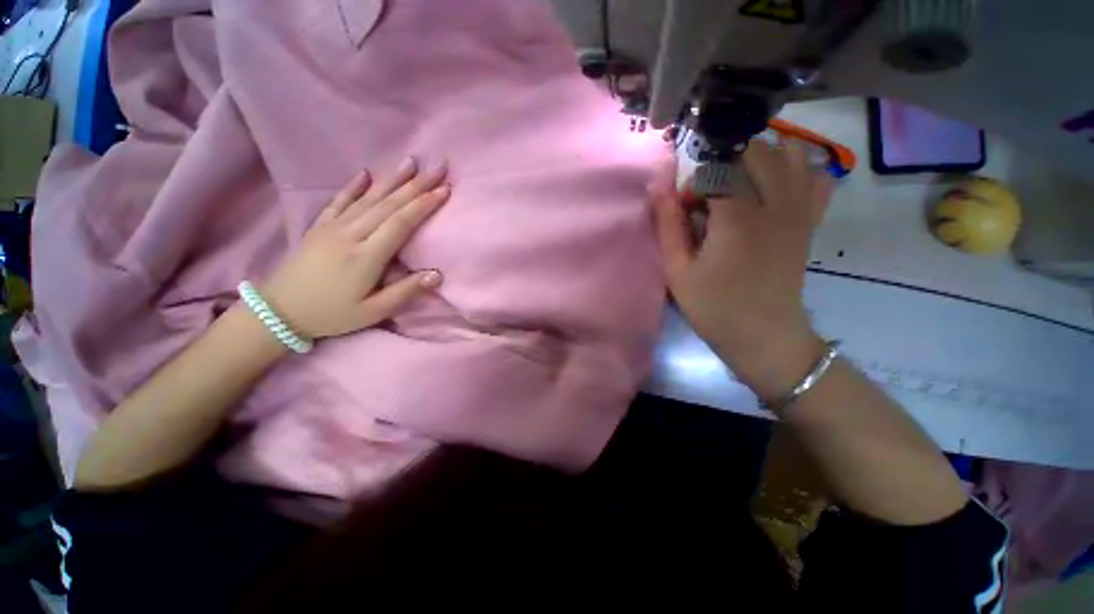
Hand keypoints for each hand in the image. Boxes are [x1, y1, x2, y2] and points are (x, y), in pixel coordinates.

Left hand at [261, 158, 448, 339]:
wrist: (280, 311)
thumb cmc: (332, 314)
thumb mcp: (373, 312)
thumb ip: (405, 292)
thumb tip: (437, 274)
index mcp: (366, 256)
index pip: (401, 223)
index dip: (424, 205)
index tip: (444, 190)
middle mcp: (350, 234)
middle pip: (389, 204)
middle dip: (417, 185)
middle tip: (437, 167)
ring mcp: (332, 227)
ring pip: (368, 198)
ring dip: (392, 179)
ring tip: (411, 162)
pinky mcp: (319, 226)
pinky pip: (339, 201)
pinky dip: (353, 185)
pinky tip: (365, 173)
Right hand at [650, 141, 832, 400]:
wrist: (764, 336)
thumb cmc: (713, 307)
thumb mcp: (677, 270)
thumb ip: (668, 224)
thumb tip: (658, 184)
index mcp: (737, 218)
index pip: (714, 170)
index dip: (693, 187)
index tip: (684, 212)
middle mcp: (775, 204)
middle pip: (755, 151)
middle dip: (724, 165)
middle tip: (710, 197)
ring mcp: (799, 210)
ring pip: (790, 154)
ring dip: (760, 159)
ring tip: (739, 185)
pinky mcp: (810, 221)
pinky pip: (817, 177)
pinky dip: (797, 171)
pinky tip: (776, 190)